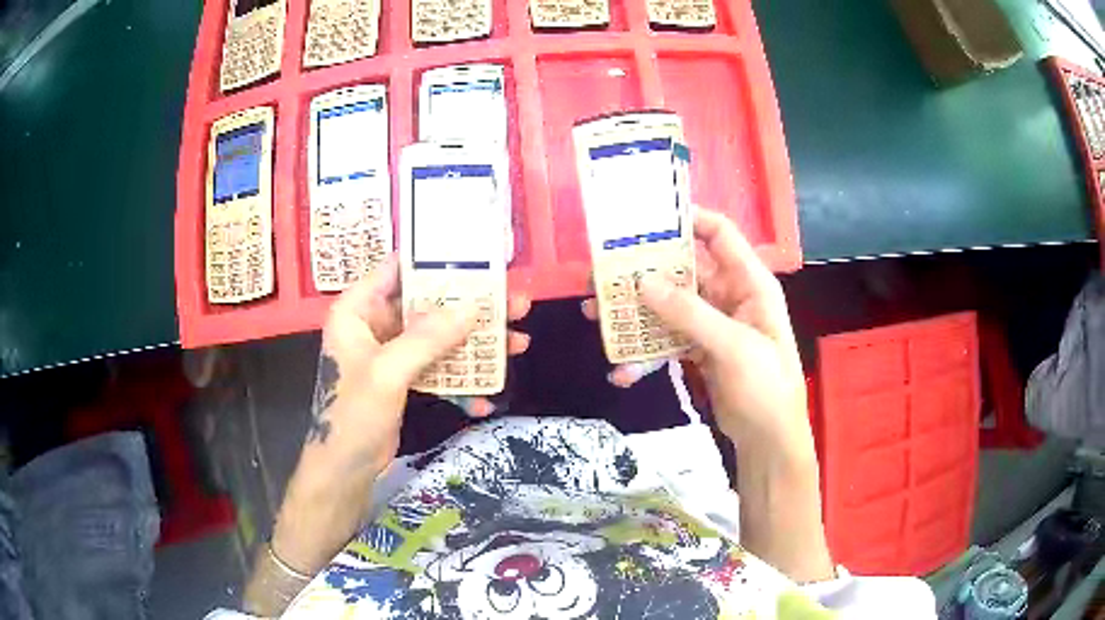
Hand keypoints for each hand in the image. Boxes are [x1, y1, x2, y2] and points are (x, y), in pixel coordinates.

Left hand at [270, 256, 529, 575]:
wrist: (345, 470)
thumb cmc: (352, 416)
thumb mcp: (387, 373)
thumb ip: (426, 339)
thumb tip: (472, 309)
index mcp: (358, 310)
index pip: (398, 269)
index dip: (438, 260)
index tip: (481, 259)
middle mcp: (375, 324)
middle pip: (429, 303)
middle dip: (472, 307)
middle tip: (516, 304)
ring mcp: (392, 352)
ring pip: (440, 336)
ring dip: (476, 343)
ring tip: (519, 344)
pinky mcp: (405, 378)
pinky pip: (439, 367)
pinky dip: (462, 380)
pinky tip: (487, 398)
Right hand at [583, 209, 805, 449]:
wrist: (769, 440)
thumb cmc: (765, 388)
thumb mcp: (733, 347)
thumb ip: (690, 313)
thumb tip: (643, 282)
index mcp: (749, 283)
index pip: (719, 234)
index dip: (687, 220)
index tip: (645, 220)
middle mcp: (730, 296)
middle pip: (683, 271)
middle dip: (644, 271)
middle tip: (602, 273)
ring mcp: (712, 324)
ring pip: (669, 306)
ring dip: (635, 312)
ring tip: (596, 314)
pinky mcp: (699, 350)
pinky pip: (667, 340)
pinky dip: (644, 352)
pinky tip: (622, 371)